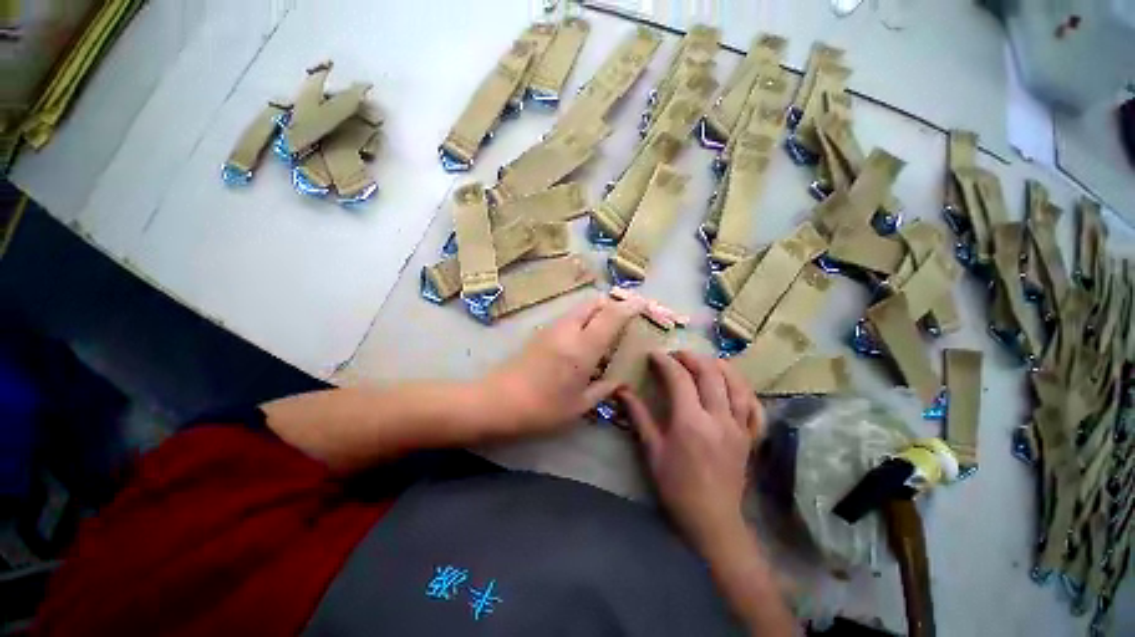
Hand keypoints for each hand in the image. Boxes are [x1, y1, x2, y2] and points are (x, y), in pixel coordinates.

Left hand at [485, 296, 646, 432]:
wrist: (497, 401)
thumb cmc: (542, 409)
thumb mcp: (579, 405)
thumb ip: (603, 390)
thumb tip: (618, 382)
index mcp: (582, 348)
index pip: (611, 316)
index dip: (629, 306)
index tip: (643, 304)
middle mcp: (568, 330)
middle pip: (594, 303)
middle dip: (613, 304)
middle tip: (626, 318)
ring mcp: (552, 328)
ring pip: (581, 308)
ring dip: (598, 311)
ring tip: (608, 329)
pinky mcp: (542, 332)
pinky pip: (570, 317)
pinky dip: (585, 319)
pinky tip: (586, 339)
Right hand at [619, 351, 765, 550]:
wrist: (712, 520)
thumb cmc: (676, 487)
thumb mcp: (652, 451)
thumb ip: (639, 416)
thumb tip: (622, 391)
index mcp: (691, 422)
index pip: (679, 378)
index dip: (665, 362)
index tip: (654, 354)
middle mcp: (718, 418)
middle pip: (710, 374)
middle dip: (692, 357)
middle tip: (676, 355)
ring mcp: (739, 427)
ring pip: (736, 384)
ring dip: (720, 366)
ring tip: (705, 361)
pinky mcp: (750, 437)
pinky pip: (754, 406)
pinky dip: (744, 390)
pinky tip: (734, 385)